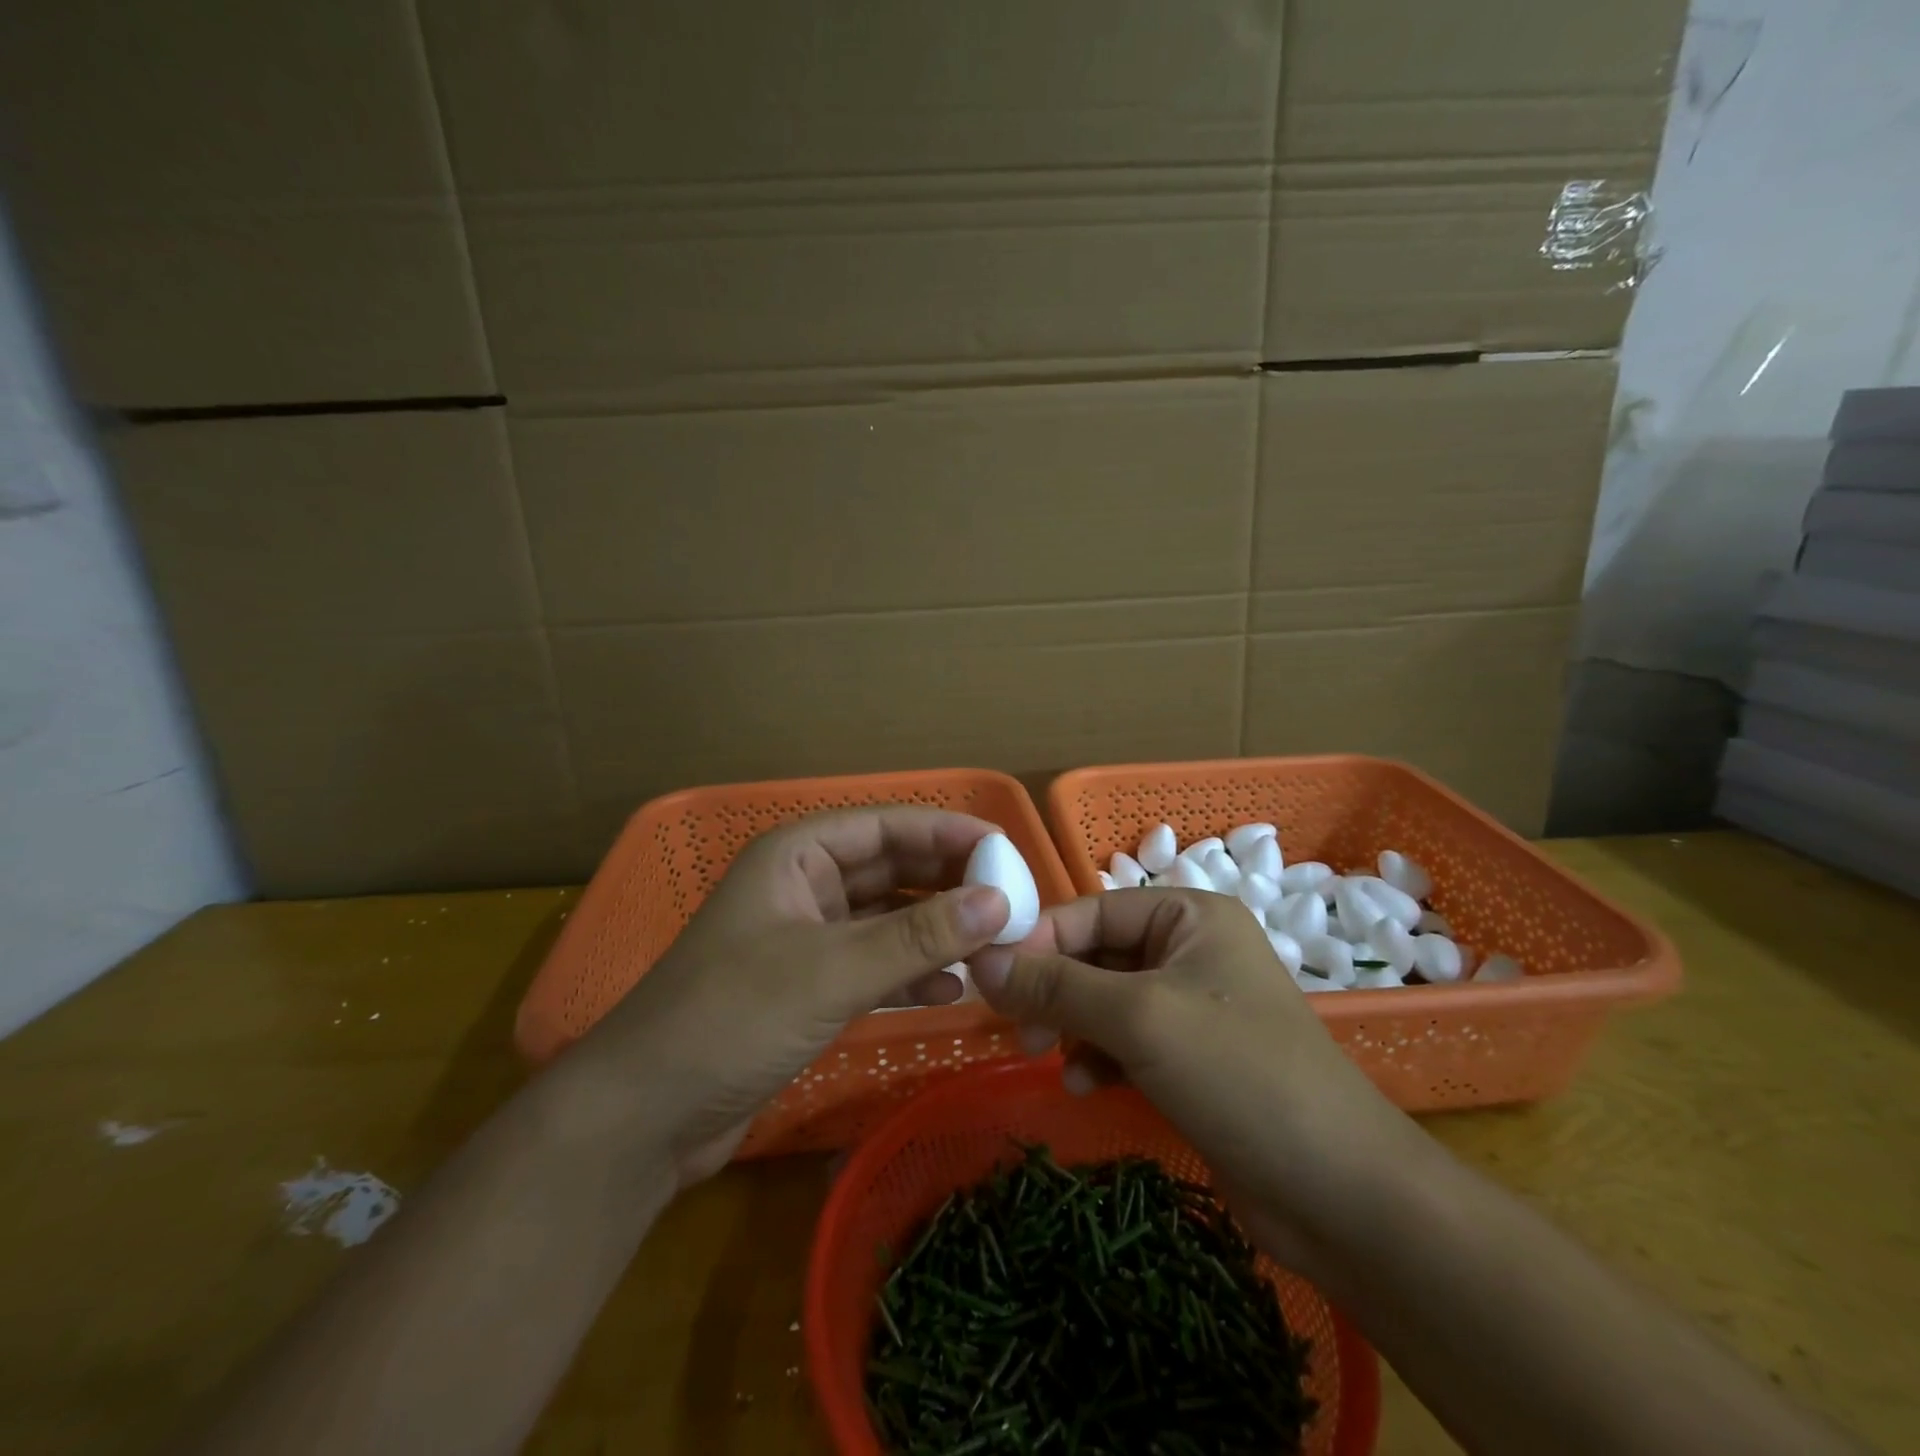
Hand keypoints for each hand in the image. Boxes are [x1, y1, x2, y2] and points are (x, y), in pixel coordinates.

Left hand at [562, 807, 1010, 1185]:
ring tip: (993, 944)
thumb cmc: (732, 1017)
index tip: (1007, 849)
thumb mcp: (832, 971)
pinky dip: (912, 971)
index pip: (886, 826)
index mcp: (798, 855)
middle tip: (1011, 901)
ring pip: (887, 918)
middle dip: (948, 883)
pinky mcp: (809, 985)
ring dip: (936, 929)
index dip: (947, 831)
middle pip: (891, 869)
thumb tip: (1000, 902)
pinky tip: (952, 989)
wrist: (645, 1115)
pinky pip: (874, 963)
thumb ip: (918, 936)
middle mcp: (804, 885)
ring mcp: (807, 937)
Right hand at [969, 889, 1421, 1276]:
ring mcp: (1192, 1007)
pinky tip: (1085, 1085)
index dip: (1040, 940)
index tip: (991, 979)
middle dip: (1054, 989)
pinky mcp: (1191, 1059)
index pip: (1092, 910)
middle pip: (1097, 955)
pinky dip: (1098, 1056)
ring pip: (1105, 1000)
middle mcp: (1190, 950)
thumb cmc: (1239, 1073)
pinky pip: (1125, 1041)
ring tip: (1048, 1056)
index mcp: (1189, 916)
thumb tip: (979, 961)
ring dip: (1072, 1025)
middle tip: (1019, 1028)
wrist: (1340, 1193)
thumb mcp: (1138, 1018)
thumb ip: (1056, 985)